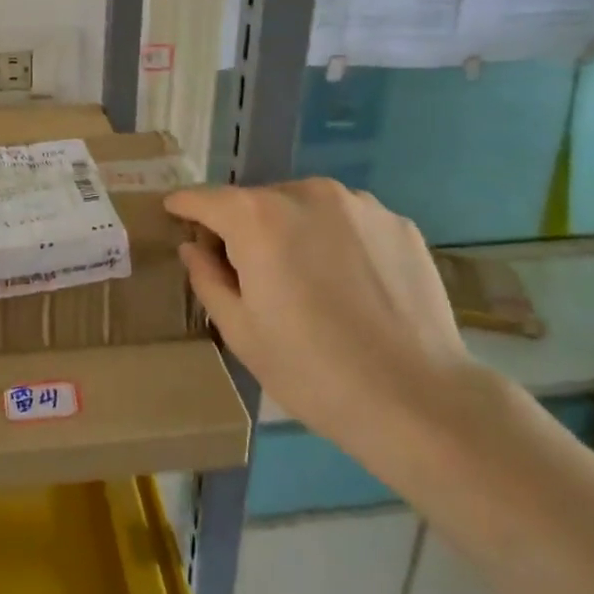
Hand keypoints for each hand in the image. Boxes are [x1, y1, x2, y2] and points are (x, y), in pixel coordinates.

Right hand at [165, 180, 476, 472]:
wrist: (419, 400)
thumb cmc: (313, 370)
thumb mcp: (241, 332)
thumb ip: (207, 278)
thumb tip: (194, 247)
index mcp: (257, 218)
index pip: (204, 198)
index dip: (185, 207)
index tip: (174, 213)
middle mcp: (306, 194)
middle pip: (257, 201)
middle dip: (244, 228)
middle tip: (251, 273)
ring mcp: (358, 204)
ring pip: (305, 207)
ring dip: (293, 230)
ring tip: (308, 281)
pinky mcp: (397, 223)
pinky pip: (348, 222)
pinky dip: (336, 240)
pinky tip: (351, 285)